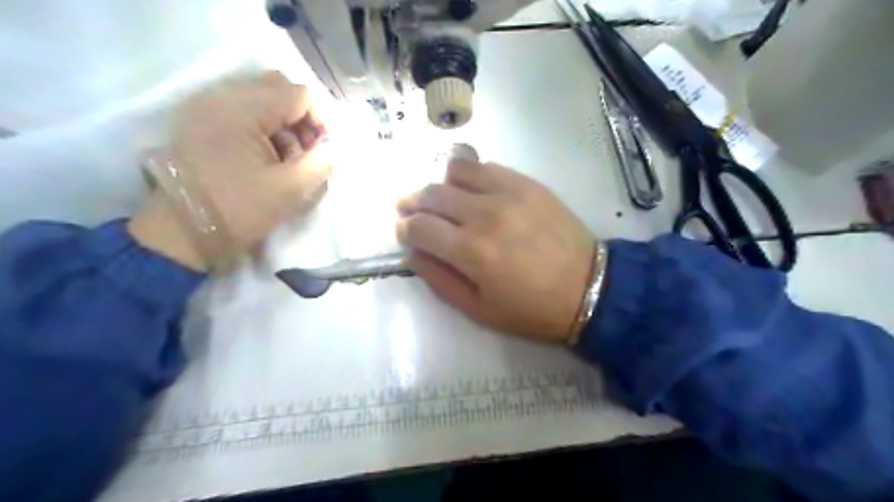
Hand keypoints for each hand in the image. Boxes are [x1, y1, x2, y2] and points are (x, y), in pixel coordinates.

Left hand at [130, 71, 331, 270]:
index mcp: (241, 110)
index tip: (326, 150)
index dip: (322, 120)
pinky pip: (243, 109)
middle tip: (308, 151)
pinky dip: (264, 127)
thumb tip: (339, 148)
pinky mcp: (202, 120)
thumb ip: (322, 162)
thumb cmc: (239, 210)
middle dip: (303, 118)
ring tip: (287, 158)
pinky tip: (266, 156)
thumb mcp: (290, 189)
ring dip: (284, 123)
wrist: (183, 232)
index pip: (298, 94)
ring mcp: (207, 106)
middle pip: (279, 88)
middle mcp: (221, 96)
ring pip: (261, 97)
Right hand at [397, 162, 592, 343]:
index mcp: (470, 252)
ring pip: (457, 172)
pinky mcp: (527, 184)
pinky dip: (470, 174)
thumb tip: (414, 254)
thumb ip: (440, 280)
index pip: (420, 227)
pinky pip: (487, 167)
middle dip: (413, 201)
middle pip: (433, 195)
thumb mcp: (478, 310)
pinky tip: (470, 187)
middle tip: (409, 207)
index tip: (402, 230)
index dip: (404, 228)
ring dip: (440, 183)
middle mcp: (484, 215)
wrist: (588, 287)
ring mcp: (508, 194)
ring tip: (439, 195)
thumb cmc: (531, 308)